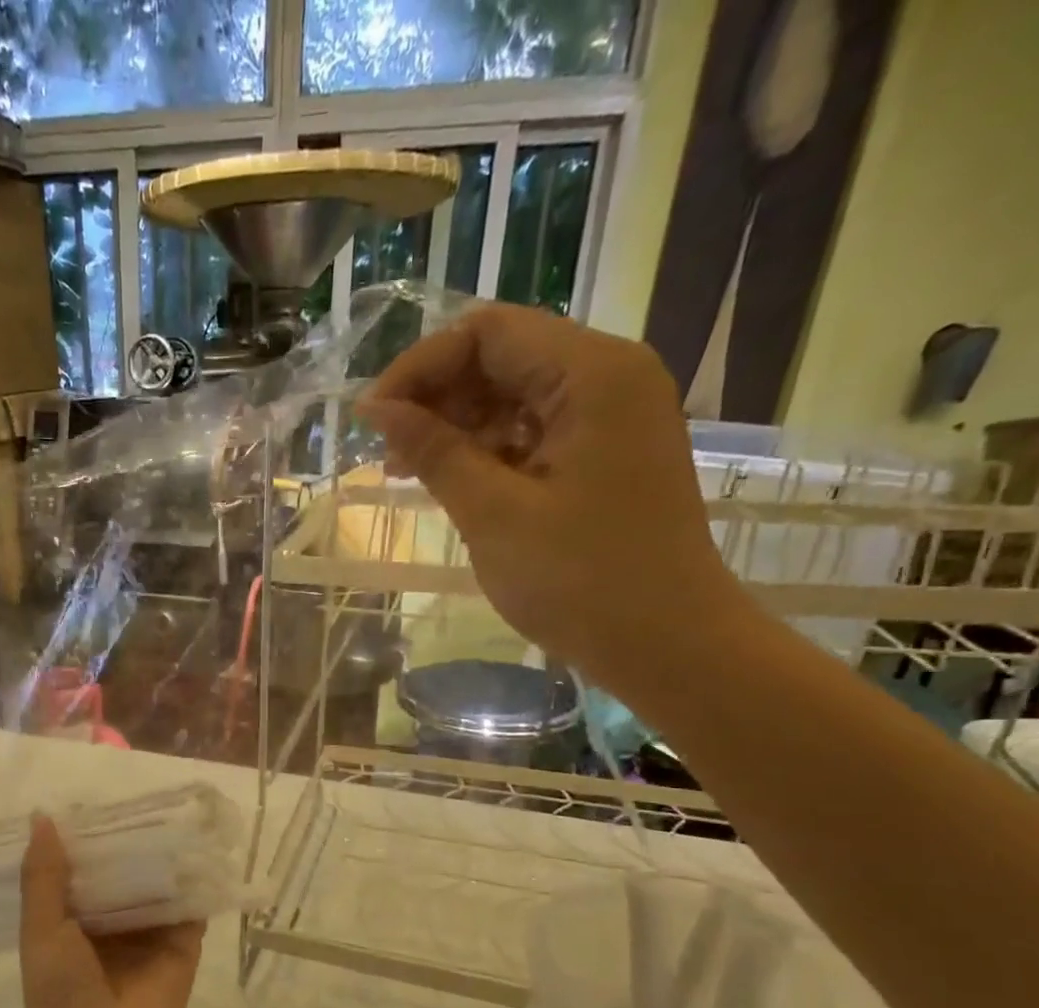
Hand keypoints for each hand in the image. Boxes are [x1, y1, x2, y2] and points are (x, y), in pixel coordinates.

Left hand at [17, 815, 205, 1007]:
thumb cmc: (60, 992)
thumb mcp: (41, 929)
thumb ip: (43, 876)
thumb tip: (42, 816)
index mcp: (72, 920)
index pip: (82, 868)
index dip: (88, 837)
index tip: (96, 797)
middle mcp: (112, 922)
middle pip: (123, 871)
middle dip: (130, 841)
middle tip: (144, 794)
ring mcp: (149, 933)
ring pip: (157, 884)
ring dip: (164, 854)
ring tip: (176, 808)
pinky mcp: (182, 944)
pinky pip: (191, 906)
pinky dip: (196, 880)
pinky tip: (203, 845)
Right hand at [357, 303, 750, 697]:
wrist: (666, 644)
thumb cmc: (580, 580)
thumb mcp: (493, 513)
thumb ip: (434, 452)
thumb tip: (376, 409)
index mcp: (592, 374)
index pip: (487, 333)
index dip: (420, 367)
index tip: (372, 420)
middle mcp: (608, 377)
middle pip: (502, 356)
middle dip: (436, 397)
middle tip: (388, 454)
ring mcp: (611, 416)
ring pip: (514, 394)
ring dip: (456, 425)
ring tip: (409, 472)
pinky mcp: (604, 452)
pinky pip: (533, 430)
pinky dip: (487, 449)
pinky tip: (452, 481)